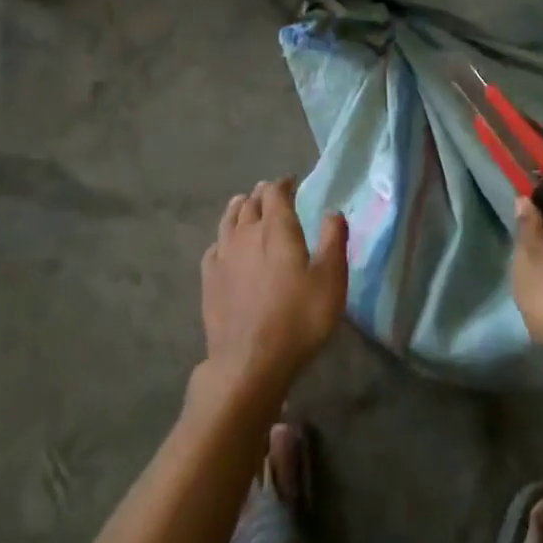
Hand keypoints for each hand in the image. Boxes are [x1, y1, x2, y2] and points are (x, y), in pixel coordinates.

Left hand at [199, 179, 348, 400]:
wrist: (250, 360)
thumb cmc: (299, 318)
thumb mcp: (331, 279)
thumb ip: (333, 240)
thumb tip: (332, 211)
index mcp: (276, 228)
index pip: (275, 193)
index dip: (283, 184)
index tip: (291, 182)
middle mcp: (246, 234)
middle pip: (250, 203)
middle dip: (262, 194)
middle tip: (271, 193)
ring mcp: (223, 256)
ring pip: (228, 220)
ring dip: (239, 208)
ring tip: (244, 204)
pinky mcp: (209, 279)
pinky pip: (214, 247)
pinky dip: (222, 238)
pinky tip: (224, 245)